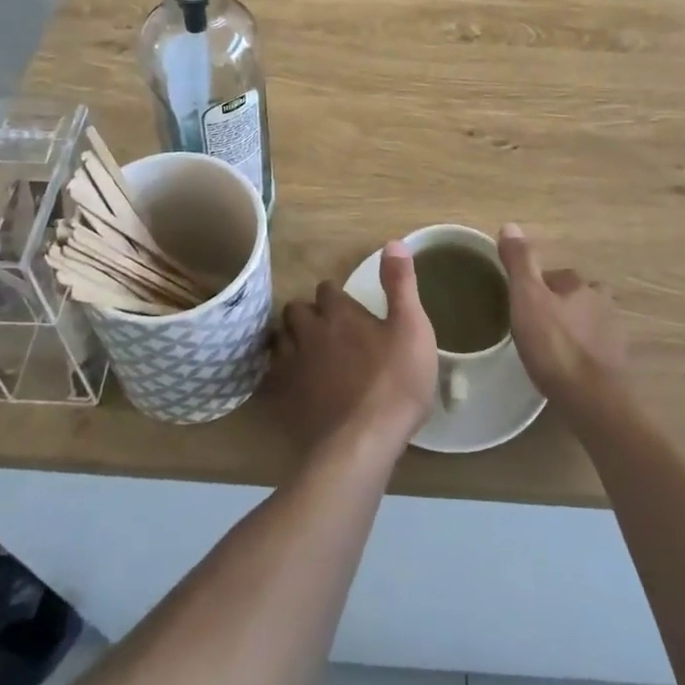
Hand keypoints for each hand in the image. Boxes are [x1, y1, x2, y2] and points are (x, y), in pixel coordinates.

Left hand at [267, 243, 436, 455]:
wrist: (363, 442)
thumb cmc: (395, 382)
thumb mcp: (412, 328)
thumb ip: (401, 284)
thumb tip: (394, 242)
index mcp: (339, 313)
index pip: (327, 289)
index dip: (337, 298)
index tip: (349, 310)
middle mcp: (308, 331)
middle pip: (296, 310)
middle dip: (308, 315)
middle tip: (327, 330)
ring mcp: (291, 365)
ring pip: (280, 339)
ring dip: (292, 341)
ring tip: (308, 353)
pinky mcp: (283, 397)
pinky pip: (272, 375)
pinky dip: (281, 373)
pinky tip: (295, 384)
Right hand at [499, 224, 626, 412]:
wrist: (592, 401)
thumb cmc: (555, 345)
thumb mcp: (527, 298)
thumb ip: (520, 262)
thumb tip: (510, 225)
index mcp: (582, 285)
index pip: (556, 276)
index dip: (535, 287)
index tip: (519, 304)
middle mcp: (604, 304)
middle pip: (574, 298)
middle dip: (557, 307)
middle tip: (531, 326)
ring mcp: (614, 337)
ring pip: (586, 324)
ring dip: (570, 330)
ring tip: (547, 348)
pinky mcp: (617, 367)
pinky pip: (593, 351)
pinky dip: (580, 354)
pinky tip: (565, 369)